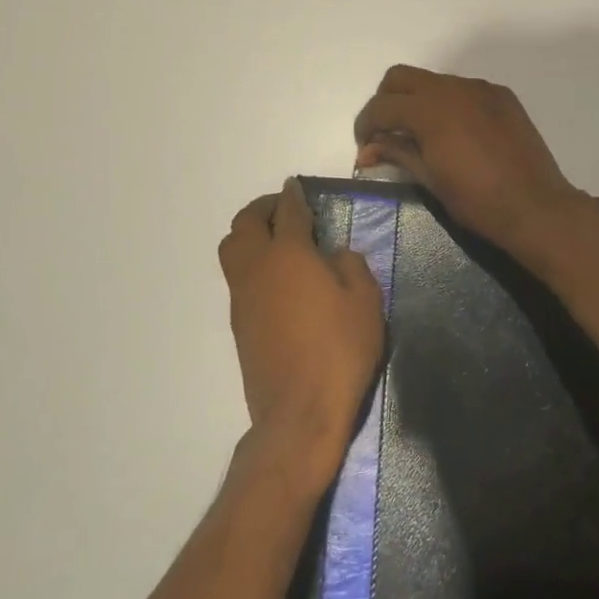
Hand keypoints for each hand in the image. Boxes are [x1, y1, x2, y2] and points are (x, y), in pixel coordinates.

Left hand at [217, 178, 384, 485]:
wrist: (299, 412)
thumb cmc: (339, 349)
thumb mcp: (366, 301)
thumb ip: (352, 266)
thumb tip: (335, 255)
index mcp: (288, 254)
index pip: (287, 211)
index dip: (292, 195)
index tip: (296, 186)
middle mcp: (257, 268)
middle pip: (244, 224)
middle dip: (261, 209)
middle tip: (284, 210)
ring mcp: (242, 297)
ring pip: (232, 250)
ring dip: (250, 235)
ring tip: (277, 242)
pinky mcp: (239, 325)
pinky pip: (238, 279)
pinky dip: (252, 264)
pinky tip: (279, 280)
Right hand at [352, 65, 593, 260]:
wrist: (536, 207)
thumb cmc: (477, 201)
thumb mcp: (429, 179)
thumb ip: (397, 153)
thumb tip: (367, 150)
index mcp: (430, 109)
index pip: (382, 105)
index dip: (365, 125)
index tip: (365, 146)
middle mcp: (453, 88)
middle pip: (401, 77)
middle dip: (386, 101)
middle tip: (387, 133)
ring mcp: (481, 89)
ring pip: (434, 81)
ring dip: (418, 101)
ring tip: (422, 135)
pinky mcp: (502, 96)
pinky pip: (463, 89)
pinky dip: (448, 103)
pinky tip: (456, 133)